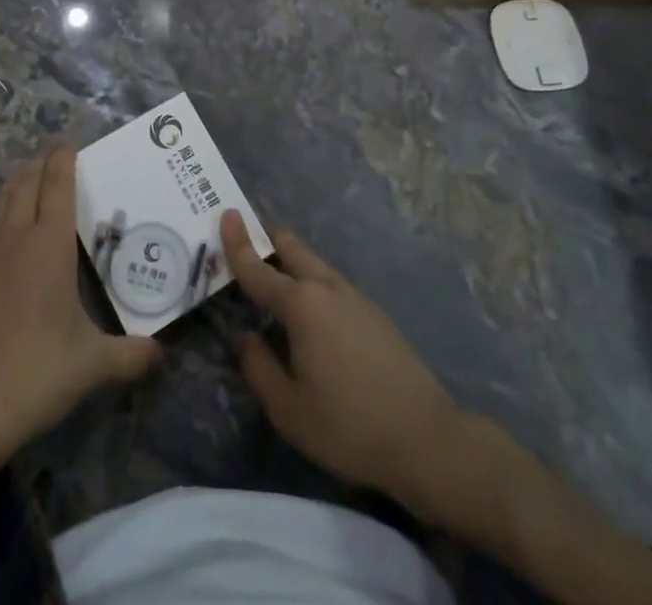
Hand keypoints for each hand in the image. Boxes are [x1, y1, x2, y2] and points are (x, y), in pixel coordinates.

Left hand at [0, 148, 159, 465]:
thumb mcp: (93, 364)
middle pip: (26, 184)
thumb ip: (131, 355)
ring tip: (22, 173)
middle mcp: (16, 235)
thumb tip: (162, 356)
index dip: (62, 160)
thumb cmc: (38, 372)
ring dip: (12, 182)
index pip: (58, 185)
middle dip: (39, 165)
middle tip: (49, 158)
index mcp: (51, 244)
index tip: (68, 145)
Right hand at [220, 210, 469, 503]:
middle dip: (267, 237)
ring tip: (274, 269)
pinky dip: (311, 280)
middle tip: (247, 233)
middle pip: (292, 248)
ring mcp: (354, 297)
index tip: (226, 213)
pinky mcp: (373, 312)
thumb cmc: (348, 425)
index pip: (258, 268)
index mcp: (300, 305)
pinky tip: (311, 308)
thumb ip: (258, 368)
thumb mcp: (289, 410)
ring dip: (291, 258)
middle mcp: (326, 289)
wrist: (425, 437)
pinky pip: (331, 282)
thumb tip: (243, 338)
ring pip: (314, 263)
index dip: (237, 243)